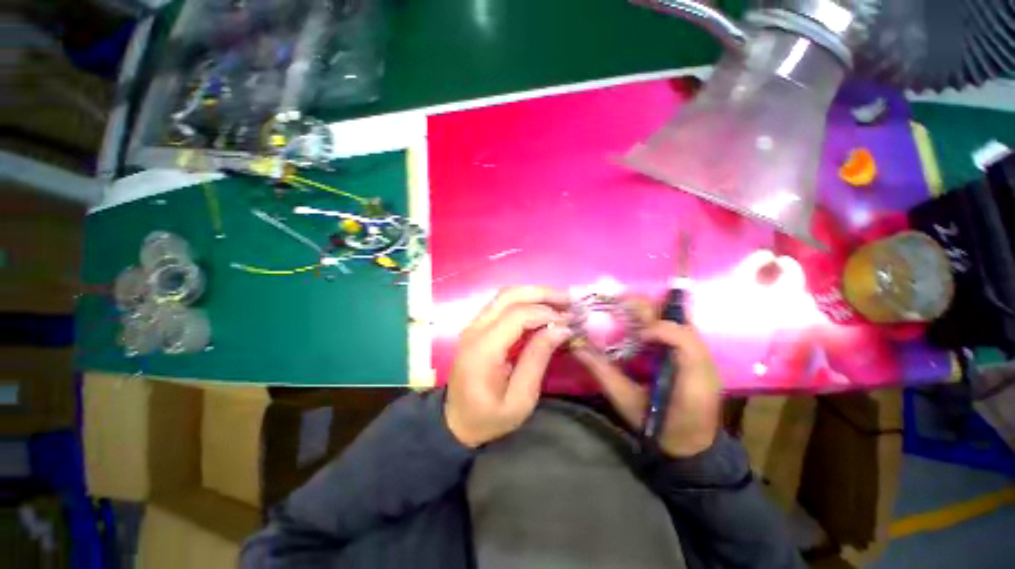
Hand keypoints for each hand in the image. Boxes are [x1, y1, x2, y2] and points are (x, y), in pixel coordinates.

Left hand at [445, 287, 572, 447]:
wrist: (456, 422)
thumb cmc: (489, 418)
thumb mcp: (520, 399)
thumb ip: (538, 359)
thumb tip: (561, 328)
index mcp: (483, 349)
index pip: (517, 315)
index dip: (546, 313)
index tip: (570, 320)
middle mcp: (475, 329)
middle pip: (509, 295)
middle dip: (542, 293)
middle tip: (569, 299)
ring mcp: (473, 325)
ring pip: (505, 295)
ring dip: (534, 294)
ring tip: (560, 300)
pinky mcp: (477, 327)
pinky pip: (501, 304)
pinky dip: (524, 301)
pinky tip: (542, 308)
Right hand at [573, 317, 721, 457]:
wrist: (691, 447)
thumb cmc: (658, 427)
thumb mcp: (626, 402)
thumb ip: (603, 373)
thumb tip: (577, 346)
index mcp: (691, 377)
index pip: (682, 338)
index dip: (657, 329)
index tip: (634, 335)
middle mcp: (703, 361)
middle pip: (681, 322)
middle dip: (650, 309)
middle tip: (620, 303)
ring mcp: (703, 358)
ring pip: (680, 322)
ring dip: (652, 313)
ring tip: (626, 310)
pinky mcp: (697, 358)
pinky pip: (678, 330)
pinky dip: (657, 322)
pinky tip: (639, 324)